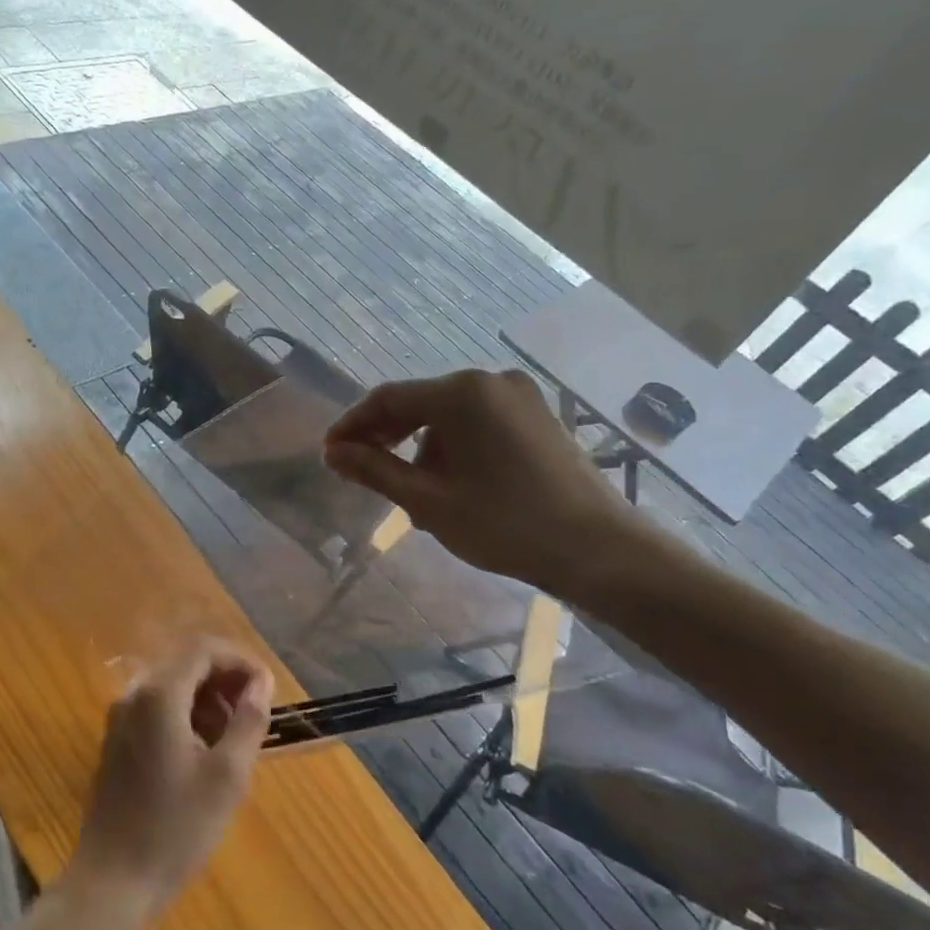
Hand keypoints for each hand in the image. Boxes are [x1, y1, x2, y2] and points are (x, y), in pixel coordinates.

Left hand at [65, 646, 274, 924]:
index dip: (240, 661)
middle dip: (226, 682)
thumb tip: (262, 683)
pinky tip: (205, 755)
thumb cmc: (175, 828)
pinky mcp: (117, 743)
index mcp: (160, 695)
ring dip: (209, 701)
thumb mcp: (227, 776)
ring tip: (235, 740)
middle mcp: (135, 696)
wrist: (111, 883)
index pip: (204, 650)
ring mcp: (121, 719)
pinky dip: (187, 718)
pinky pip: (158, 711)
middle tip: (255, 716)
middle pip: (187, 665)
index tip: (267, 690)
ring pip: (174, 688)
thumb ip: (248, 720)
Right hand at [323, 369, 653, 598]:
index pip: (388, 399)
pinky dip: (455, 445)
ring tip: (411, 488)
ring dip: (421, 445)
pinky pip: (479, 422)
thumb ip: (374, 470)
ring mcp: (520, 396)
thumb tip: (333, 453)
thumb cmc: (504, 523)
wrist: (598, 549)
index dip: (353, 425)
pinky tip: (452, 481)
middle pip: (420, 403)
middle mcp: (490, 381)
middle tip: (360, 469)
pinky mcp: (538, 416)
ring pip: (450, 415)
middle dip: (387, 436)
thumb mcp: (428, 501)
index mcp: (460, 393)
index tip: (330, 454)